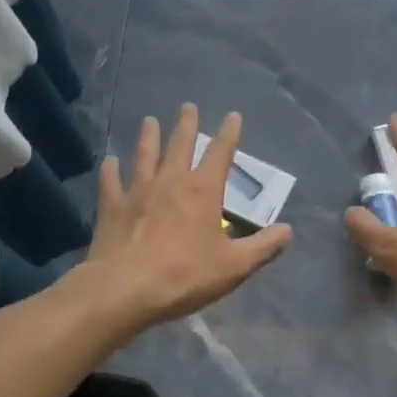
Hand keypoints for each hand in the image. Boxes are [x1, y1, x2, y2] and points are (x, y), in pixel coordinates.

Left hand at [81, 104, 292, 331]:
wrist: (124, 290)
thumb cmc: (184, 275)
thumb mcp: (234, 266)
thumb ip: (263, 247)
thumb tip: (288, 231)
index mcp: (203, 190)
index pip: (221, 152)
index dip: (229, 133)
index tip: (233, 115)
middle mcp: (171, 181)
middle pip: (180, 144)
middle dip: (187, 124)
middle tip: (188, 106)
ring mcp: (138, 191)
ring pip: (145, 155)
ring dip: (148, 137)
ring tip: (149, 120)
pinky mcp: (113, 207)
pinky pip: (111, 182)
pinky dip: (110, 169)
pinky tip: (109, 160)